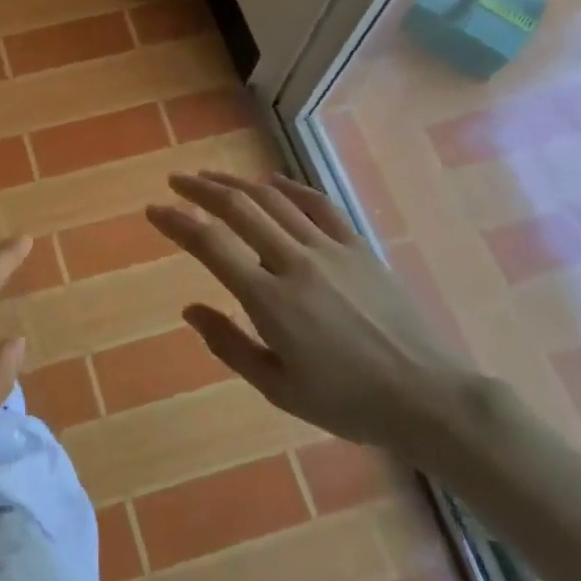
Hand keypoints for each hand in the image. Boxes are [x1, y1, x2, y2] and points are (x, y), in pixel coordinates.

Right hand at [147, 172, 480, 463]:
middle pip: (239, 208)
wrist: (427, 397)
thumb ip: (229, 345)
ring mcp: (330, 249)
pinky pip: (317, 204)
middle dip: (201, 190)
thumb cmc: (348, 402)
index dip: (177, 222)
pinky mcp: (358, 246)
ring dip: (237, 183)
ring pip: (274, 199)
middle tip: (176, 182)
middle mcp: (295, 262)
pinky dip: (289, 187)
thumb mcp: (279, 389)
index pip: (211, 245)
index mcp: (271, 300)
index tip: (154, 211)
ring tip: (211, 178)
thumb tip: (189, 309)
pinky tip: (271, 181)